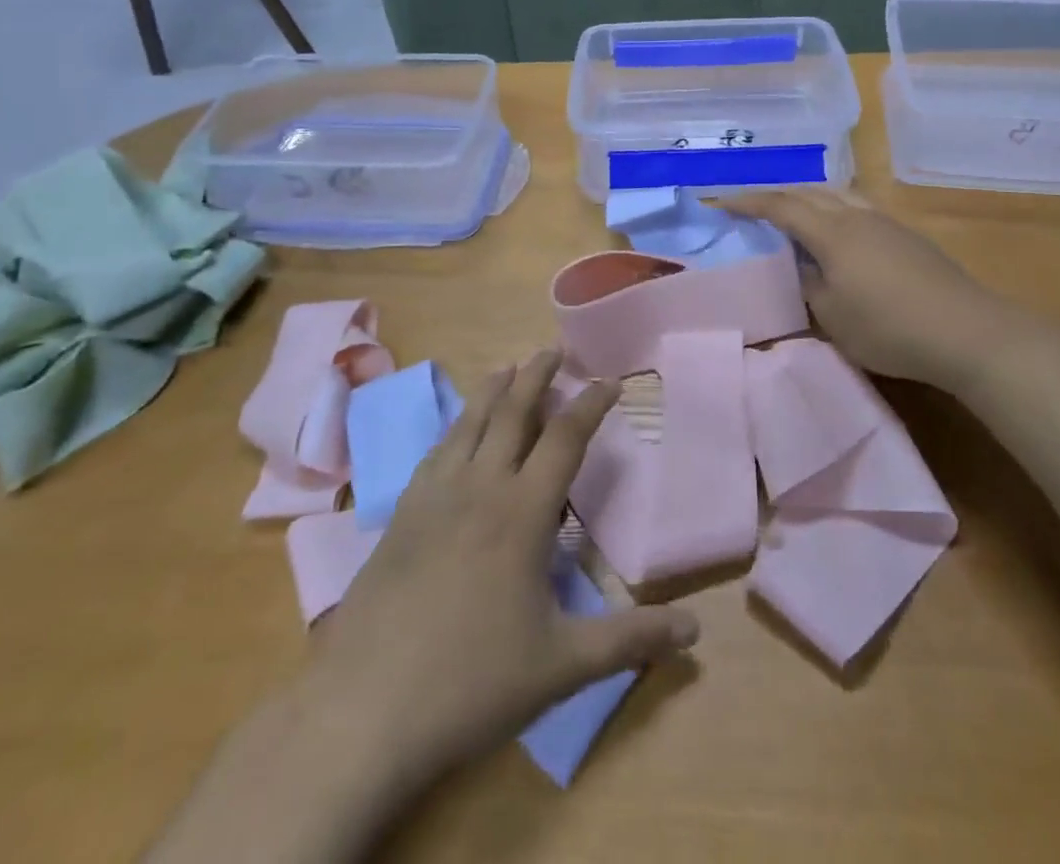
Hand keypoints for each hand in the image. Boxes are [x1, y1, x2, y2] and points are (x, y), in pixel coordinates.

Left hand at [306, 350, 698, 796]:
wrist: (363, 710)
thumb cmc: (471, 683)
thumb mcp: (562, 665)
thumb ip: (630, 640)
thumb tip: (696, 631)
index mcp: (522, 512)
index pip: (565, 438)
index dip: (591, 404)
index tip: (611, 380)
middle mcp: (479, 487)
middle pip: (512, 412)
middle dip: (537, 376)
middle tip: (553, 349)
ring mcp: (434, 497)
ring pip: (468, 423)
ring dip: (492, 390)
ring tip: (507, 367)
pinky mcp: (401, 515)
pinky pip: (435, 451)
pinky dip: (455, 426)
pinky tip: (455, 431)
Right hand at [722, 187, 1033, 389]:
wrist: (966, 331)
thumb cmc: (889, 328)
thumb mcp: (832, 316)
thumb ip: (806, 284)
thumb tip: (796, 264)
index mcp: (832, 232)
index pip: (780, 206)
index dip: (747, 202)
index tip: (719, 203)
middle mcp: (856, 215)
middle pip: (808, 191)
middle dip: (774, 195)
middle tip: (750, 206)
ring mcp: (885, 222)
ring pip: (836, 194)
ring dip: (807, 197)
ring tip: (791, 212)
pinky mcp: (906, 235)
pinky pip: (856, 206)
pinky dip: (832, 207)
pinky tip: (836, 229)